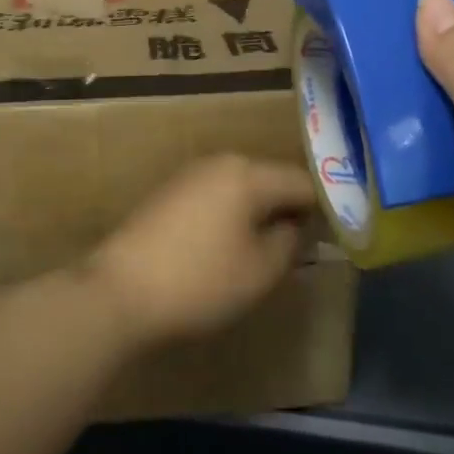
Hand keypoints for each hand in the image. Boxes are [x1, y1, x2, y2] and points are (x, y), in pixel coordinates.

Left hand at [88, 155, 315, 347]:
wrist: (119, 290)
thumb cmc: (199, 280)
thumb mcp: (259, 270)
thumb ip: (290, 243)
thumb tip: (297, 227)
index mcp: (247, 173)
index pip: (301, 181)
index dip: (324, 209)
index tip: (334, 238)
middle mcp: (219, 162)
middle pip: (269, 180)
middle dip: (288, 210)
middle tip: (302, 249)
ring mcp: (189, 175)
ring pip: (241, 188)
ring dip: (259, 214)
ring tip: (267, 252)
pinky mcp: (169, 193)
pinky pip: (216, 197)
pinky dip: (231, 217)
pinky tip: (228, 248)